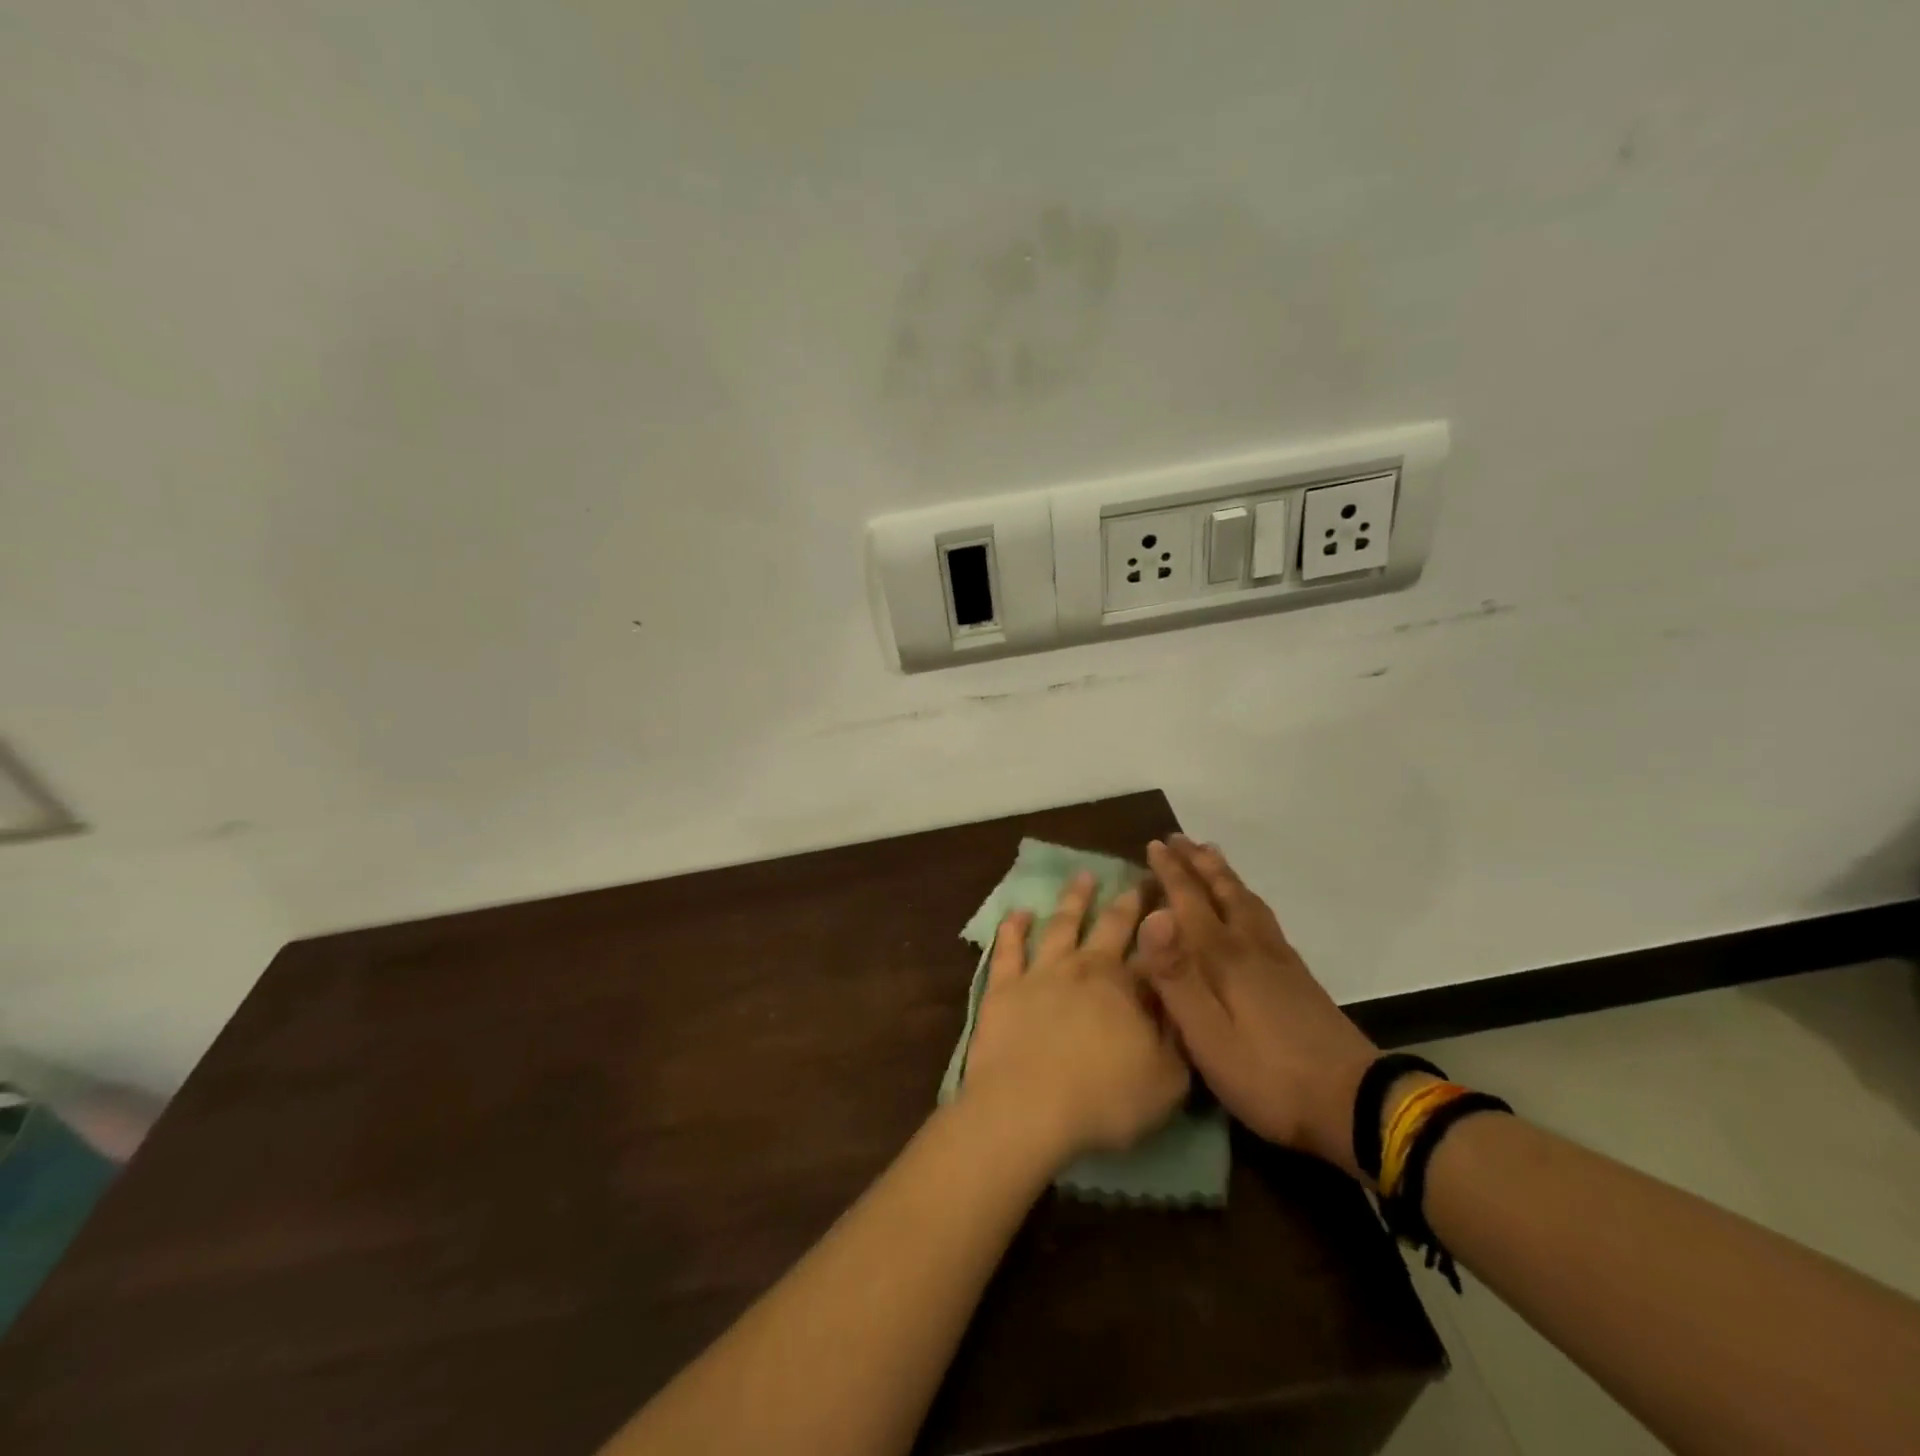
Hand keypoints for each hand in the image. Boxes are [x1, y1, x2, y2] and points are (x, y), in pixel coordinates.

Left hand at [962, 872, 1190, 1161]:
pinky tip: (1018, 912)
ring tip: (1084, 875)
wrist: (1027, 1109)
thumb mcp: (1167, 1080)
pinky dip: (1013, 927)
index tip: (1175, 901)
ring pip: (1061, 924)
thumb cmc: (1105, 1100)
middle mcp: (1086, 967)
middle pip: (1111, 925)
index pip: (1156, 950)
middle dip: (1129, 901)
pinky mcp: (1004, 987)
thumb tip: (1181, 999)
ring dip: (1075, 899)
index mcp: (1128, 987)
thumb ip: (1178, 1037)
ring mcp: (1041, 972)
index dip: (1167, 927)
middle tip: (1139, 878)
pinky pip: (1008, 949)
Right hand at [1134, 837, 1380, 1180]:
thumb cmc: (1268, 1076)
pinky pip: (1265, 919)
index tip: (1154, 844)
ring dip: (1225, 876)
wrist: (1356, 1104)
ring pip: (1248, 903)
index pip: (1191, 902)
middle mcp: (1252, 947)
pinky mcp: (1299, 979)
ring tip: (1212, 857)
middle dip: (1198, 863)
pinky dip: (1248, 899)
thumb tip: (1152, 916)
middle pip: (1223, 892)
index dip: (1172, 872)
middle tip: (1179, 838)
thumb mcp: (1209, 1037)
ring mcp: (1281, 961)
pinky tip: (1250, 909)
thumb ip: (1177, 977)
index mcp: (1225, 958)